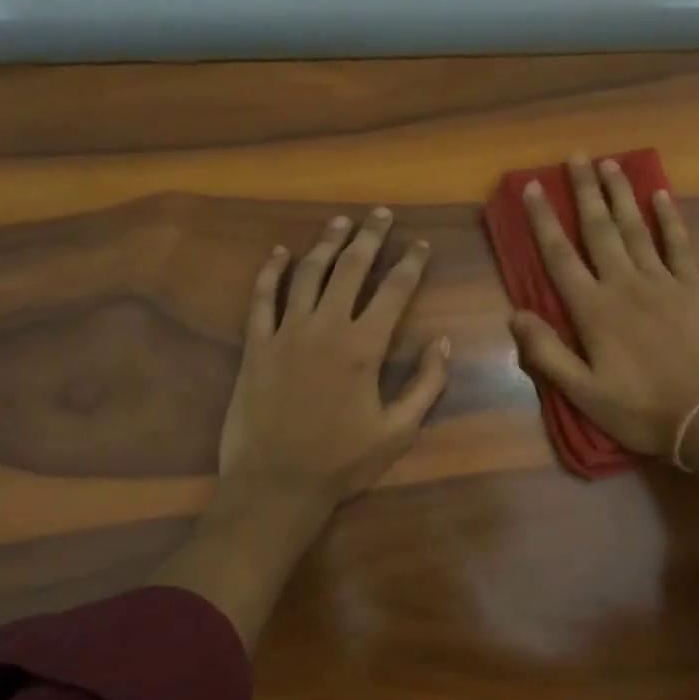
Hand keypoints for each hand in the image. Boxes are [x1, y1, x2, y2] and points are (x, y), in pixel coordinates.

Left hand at [218, 208, 450, 516]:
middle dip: (369, 236)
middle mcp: (326, 326)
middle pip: (350, 268)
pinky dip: (271, 271)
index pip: (394, 290)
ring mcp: (286, 332)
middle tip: (380, 214)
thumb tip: (442, 342)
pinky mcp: (255, 345)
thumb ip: (426, 384)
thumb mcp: (398, 431)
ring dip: (326, 242)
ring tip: (340, 221)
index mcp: (364, 346)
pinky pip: (261, 298)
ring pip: (308, 273)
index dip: (410, 263)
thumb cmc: (341, 462)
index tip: (420, 244)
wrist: (275, 485)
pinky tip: (280, 252)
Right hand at [510, 155, 698, 456]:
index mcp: (594, 310)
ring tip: (610, 163)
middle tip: (576, 156)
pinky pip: (678, 243)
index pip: (560, 255)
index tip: (531, 187)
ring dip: (621, 194)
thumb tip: (515, 314)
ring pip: (636, 227)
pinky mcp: (693, 288)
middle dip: (584, 191)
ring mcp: (663, 282)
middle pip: (599, 228)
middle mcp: (625, 284)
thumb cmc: (641, 409)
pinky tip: (661, 194)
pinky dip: (669, 217)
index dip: (542, 220)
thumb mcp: (583, 392)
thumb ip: (546, 353)